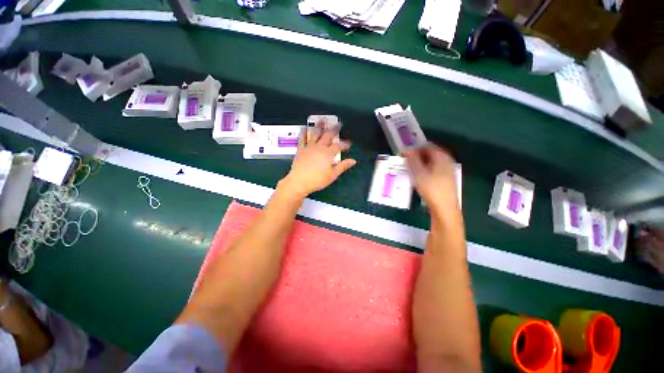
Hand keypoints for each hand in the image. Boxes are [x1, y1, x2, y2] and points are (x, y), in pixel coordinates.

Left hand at [279, 120, 356, 198]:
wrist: (299, 182)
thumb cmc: (317, 180)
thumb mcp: (332, 175)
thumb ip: (342, 166)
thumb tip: (353, 160)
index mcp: (328, 153)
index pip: (339, 145)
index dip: (345, 144)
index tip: (349, 143)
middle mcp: (319, 147)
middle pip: (328, 135)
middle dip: (334, 129)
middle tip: (339, 124)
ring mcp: (309, 147)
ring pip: (315, 133)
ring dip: (319, 126)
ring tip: (322, 120)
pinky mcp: (300, 149)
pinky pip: (302, 138)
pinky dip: (303, 132)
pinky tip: (304, 128)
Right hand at [404, 144, 458, 213]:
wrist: (444, 209)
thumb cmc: (431, 189)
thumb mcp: (419, 173)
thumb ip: (413, 160)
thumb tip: (407, 150)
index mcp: (442, 157)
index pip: (427, 145)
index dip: (415, 147)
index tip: (404, 153)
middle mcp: (446, 161)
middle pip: (430, 153)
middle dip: (417, 155)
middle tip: (406, 161)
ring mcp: (447, 171)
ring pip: (431, 162)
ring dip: (420, 163)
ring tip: (409, 169)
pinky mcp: (445, 179)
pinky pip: (433, 169)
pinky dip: (424, 169)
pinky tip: (418, 177)